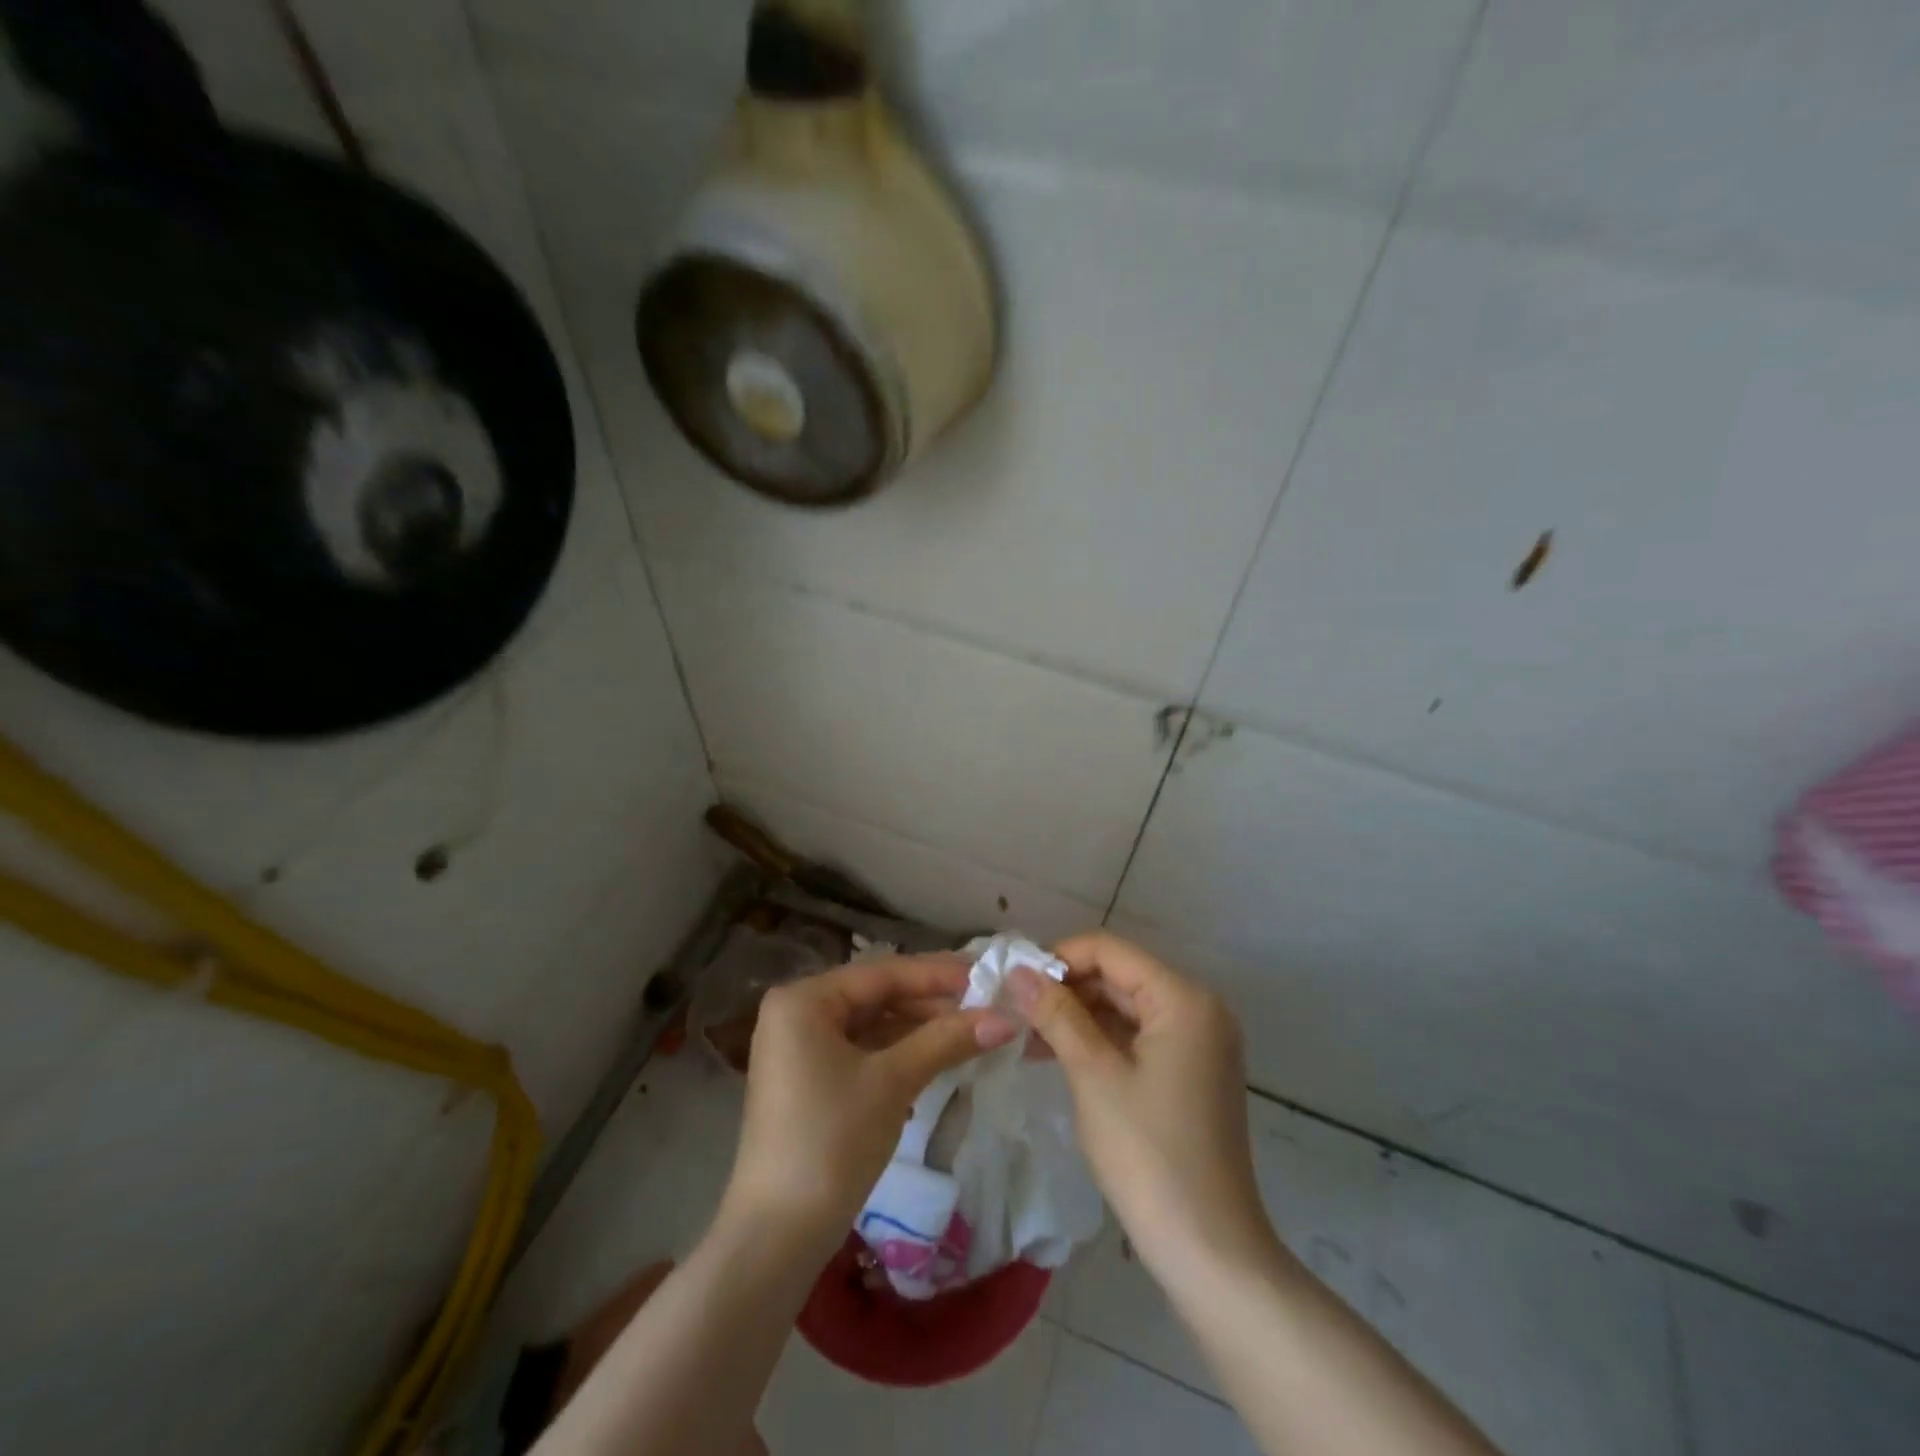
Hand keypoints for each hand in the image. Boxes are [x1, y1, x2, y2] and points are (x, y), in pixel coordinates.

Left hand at [721, 956, 1017, 1247]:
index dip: (937, 974)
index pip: (882, 973)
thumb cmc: (831, 1141)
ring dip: (920, 1031)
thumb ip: (947, 1040)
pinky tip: (937, 1061)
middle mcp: (797, 1014)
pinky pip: (862, 1053)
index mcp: (804, 1000)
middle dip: (931, 1005)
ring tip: (972, 1032)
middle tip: (986, 1006)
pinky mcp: (810, 1083)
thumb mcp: (893, 1082)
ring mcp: (800, 1050)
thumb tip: (1008, 1017)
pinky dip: (899, 1055)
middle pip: (877, 997)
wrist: (777, 1238)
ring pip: (872, 1026)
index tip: (987, 975)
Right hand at [1009, 932, 1275, 1281]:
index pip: (1110, 950)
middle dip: (1066, 989)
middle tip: (1014, 1010)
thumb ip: (1056, 1014)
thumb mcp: (1093, 1074)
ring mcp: (1198, 1042)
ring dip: (1077, 1016)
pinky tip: (1057, 1055)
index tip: (1014, 981)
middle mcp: (1198, 1009)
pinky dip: (1100, 1041)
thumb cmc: (1148, 1153)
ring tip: (1027, 1035)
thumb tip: (1018, 971)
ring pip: (1125, 1007)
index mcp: (1183, 999)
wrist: (1208, 1249)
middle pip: (1119, 976)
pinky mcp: (1191, 1071)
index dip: (1058, 958)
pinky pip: (1138, 1037)